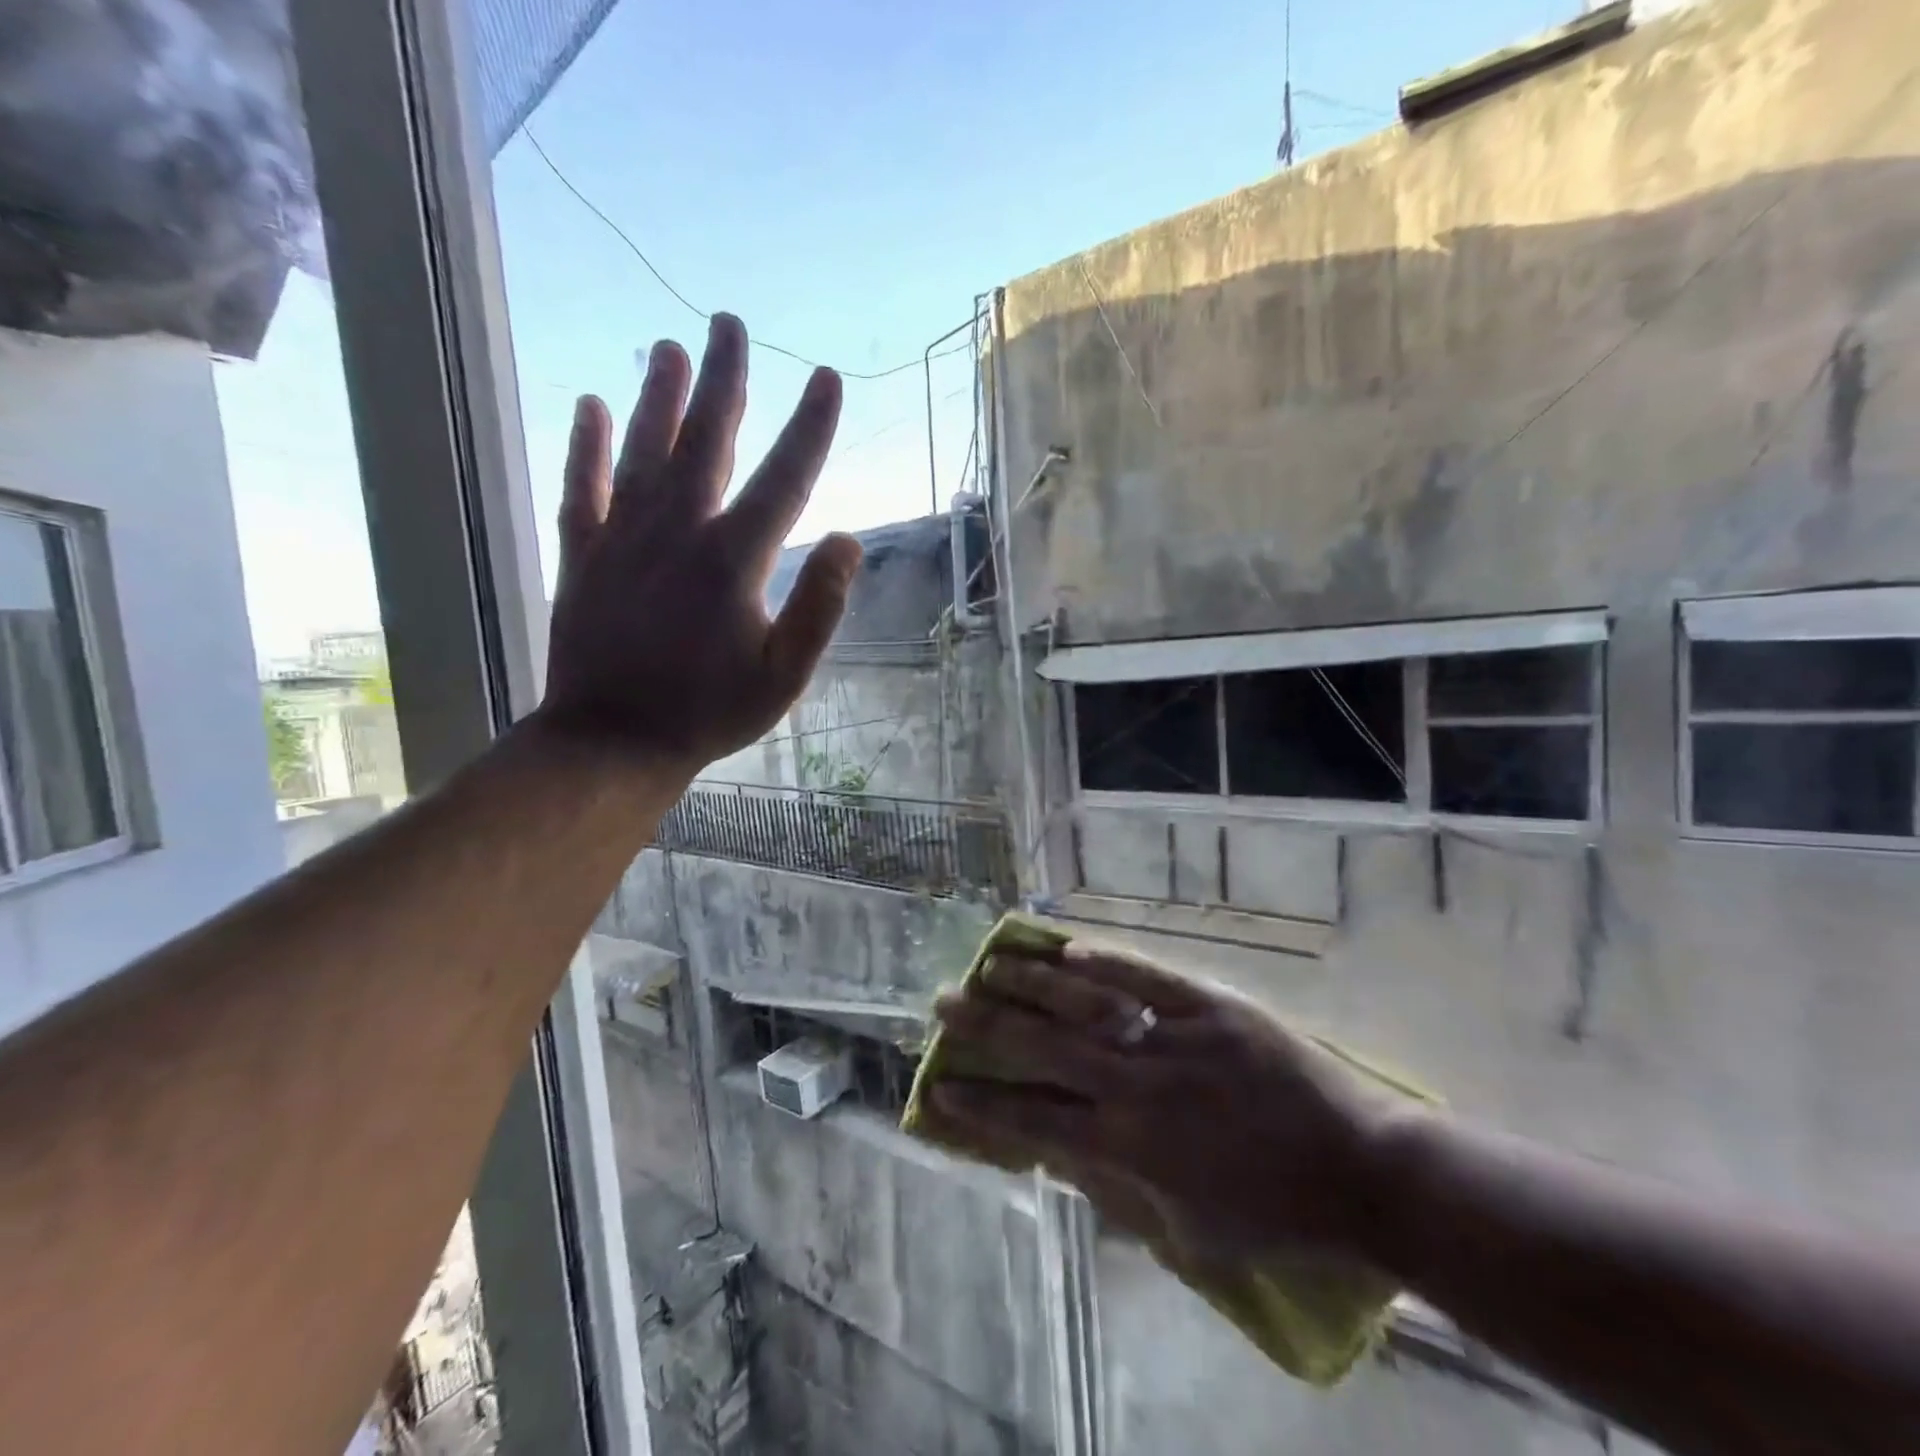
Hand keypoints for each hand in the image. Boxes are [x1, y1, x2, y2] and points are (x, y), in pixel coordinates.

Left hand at [538, 314, 861, 772]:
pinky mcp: (583, 555)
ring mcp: (623, 538)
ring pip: (644, 450)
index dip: (810, 427)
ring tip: (667, 347)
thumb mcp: (784, 676)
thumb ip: (819, 608)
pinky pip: (583, 486)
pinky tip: (592, 407)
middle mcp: (678, 531)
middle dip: (724, 380)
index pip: (784, 478)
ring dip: (658, 396)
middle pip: (706, 440)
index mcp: (733, 559)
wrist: (613, 741)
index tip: (826, 378)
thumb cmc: (709, 712)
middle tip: (729, 324)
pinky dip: (587, 446)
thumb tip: (848, 540)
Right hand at [931, 943, 1404, 1266]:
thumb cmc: (1278, 1213)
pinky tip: (1066, 949)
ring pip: (1084, 1005)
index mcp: (1131, 1148)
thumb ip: (1122, 1191)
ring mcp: (1175, 1039)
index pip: (1034, 1121)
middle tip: (941, 1005)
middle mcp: (1138, 1087)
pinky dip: (1105, 963)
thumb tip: (1067, 1157)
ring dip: (1029, 984)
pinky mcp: (1212, 1006)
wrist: (1365, 1172)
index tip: (938, 1089)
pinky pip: (1147, 977)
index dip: (981, 1107)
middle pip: (1042, 1051)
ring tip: (988, 964)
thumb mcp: (1191, 1228)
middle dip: (984, 1030)